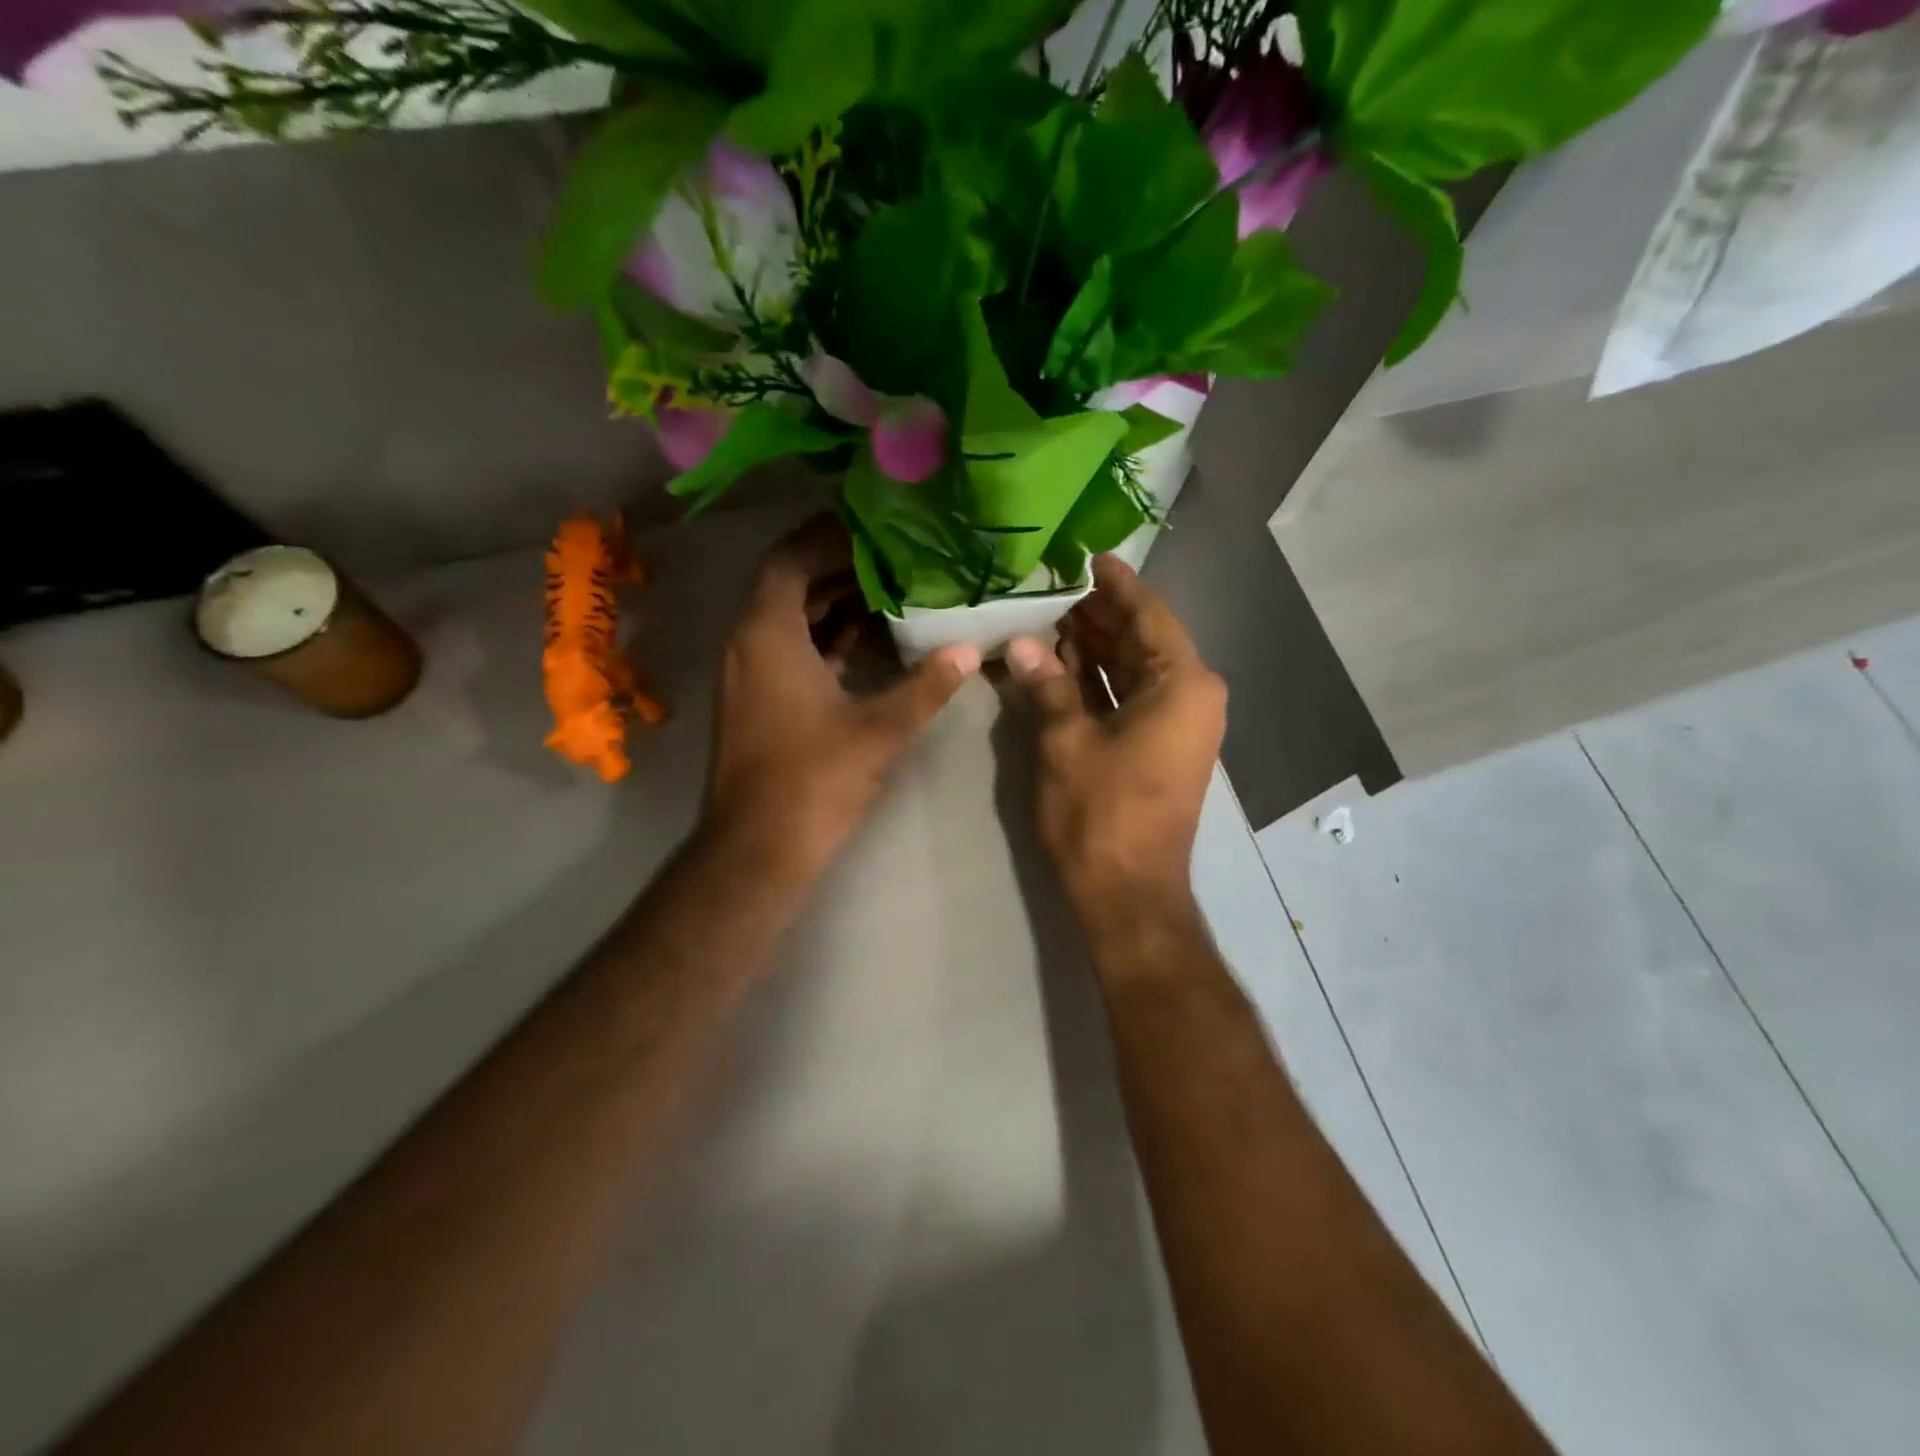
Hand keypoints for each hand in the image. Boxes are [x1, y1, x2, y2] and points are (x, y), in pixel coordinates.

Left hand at [704, 517, 979, 878]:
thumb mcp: (879, 729)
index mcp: (768, 635)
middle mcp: (748, 644)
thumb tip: (969, 650)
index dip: (827, 538)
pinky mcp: (758, 702)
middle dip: (840, 570)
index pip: (789, 559)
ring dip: (835, 606)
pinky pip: (790, 652)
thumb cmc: (814, 779)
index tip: (873, 530)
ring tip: (892, 594)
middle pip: (790, 586)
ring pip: (791, 621)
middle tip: (896, 559)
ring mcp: (750, 675)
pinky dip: (825, 641)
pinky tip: (871, 644)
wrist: (758, 847)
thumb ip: (926, 686)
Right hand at [1006, 555, 1225, 910]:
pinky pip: (1129, 698)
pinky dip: (1098, 681)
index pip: (1149, 614)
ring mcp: (1178, 724)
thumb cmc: (1103, 813)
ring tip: (1048, 616)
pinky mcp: (1160, 748)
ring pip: (1133, 669)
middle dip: (1098, 615)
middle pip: (1142, 639)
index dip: (1116, 584)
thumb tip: (1020, 644)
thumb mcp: (1067, 742)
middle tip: (1052, 586)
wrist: (1128, 894)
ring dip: (1094, 647)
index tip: (1086, 556)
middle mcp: (1190, 696)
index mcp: (1182, 684)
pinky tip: (1059, 663)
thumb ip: (1047, 685)